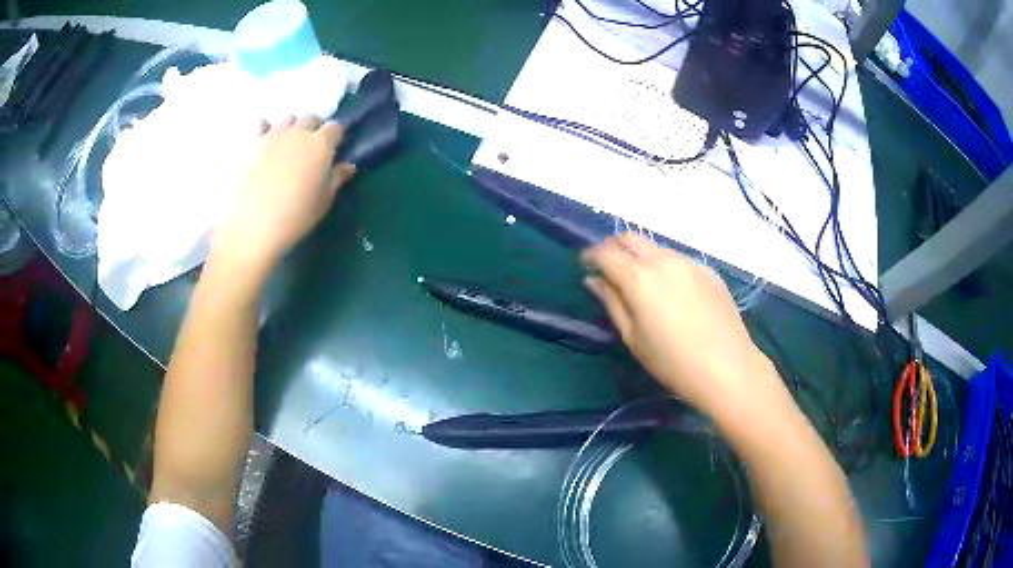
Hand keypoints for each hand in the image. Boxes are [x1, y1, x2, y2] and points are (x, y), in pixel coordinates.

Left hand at [214, 115, 355, 279]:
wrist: (254, 225)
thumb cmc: (296, 216)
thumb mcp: (324, 201)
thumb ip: (337, 178)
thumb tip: (349, 166)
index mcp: (321, 144)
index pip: (336, 128)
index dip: (336, 137)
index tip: (335, 149)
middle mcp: (299, 132)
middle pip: (311, 118)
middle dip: (315, 128)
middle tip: (312, 148)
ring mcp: (274, 135)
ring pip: (288, 119)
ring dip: (292, 127)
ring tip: (289, 144)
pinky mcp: (253, 144)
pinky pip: (261, 124)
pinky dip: (265, 127)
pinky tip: (265, 138)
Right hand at [582, 233, 783, 420]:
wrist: (728, 368)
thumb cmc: (673, 362)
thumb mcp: (633, 338)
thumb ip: (612, 303)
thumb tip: (594, 280)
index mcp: (639, 278)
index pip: (605, 253)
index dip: (590, 256)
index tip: (585, 266)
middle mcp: (663, 260)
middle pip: (630, 238)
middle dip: (614, 248)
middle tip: (609, 269)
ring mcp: (689, 262)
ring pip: (655, 247)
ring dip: (640, 257)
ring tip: (641, 284)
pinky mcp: (708, 270)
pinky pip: (678, 260)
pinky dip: (665, 267)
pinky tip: (672, 293)